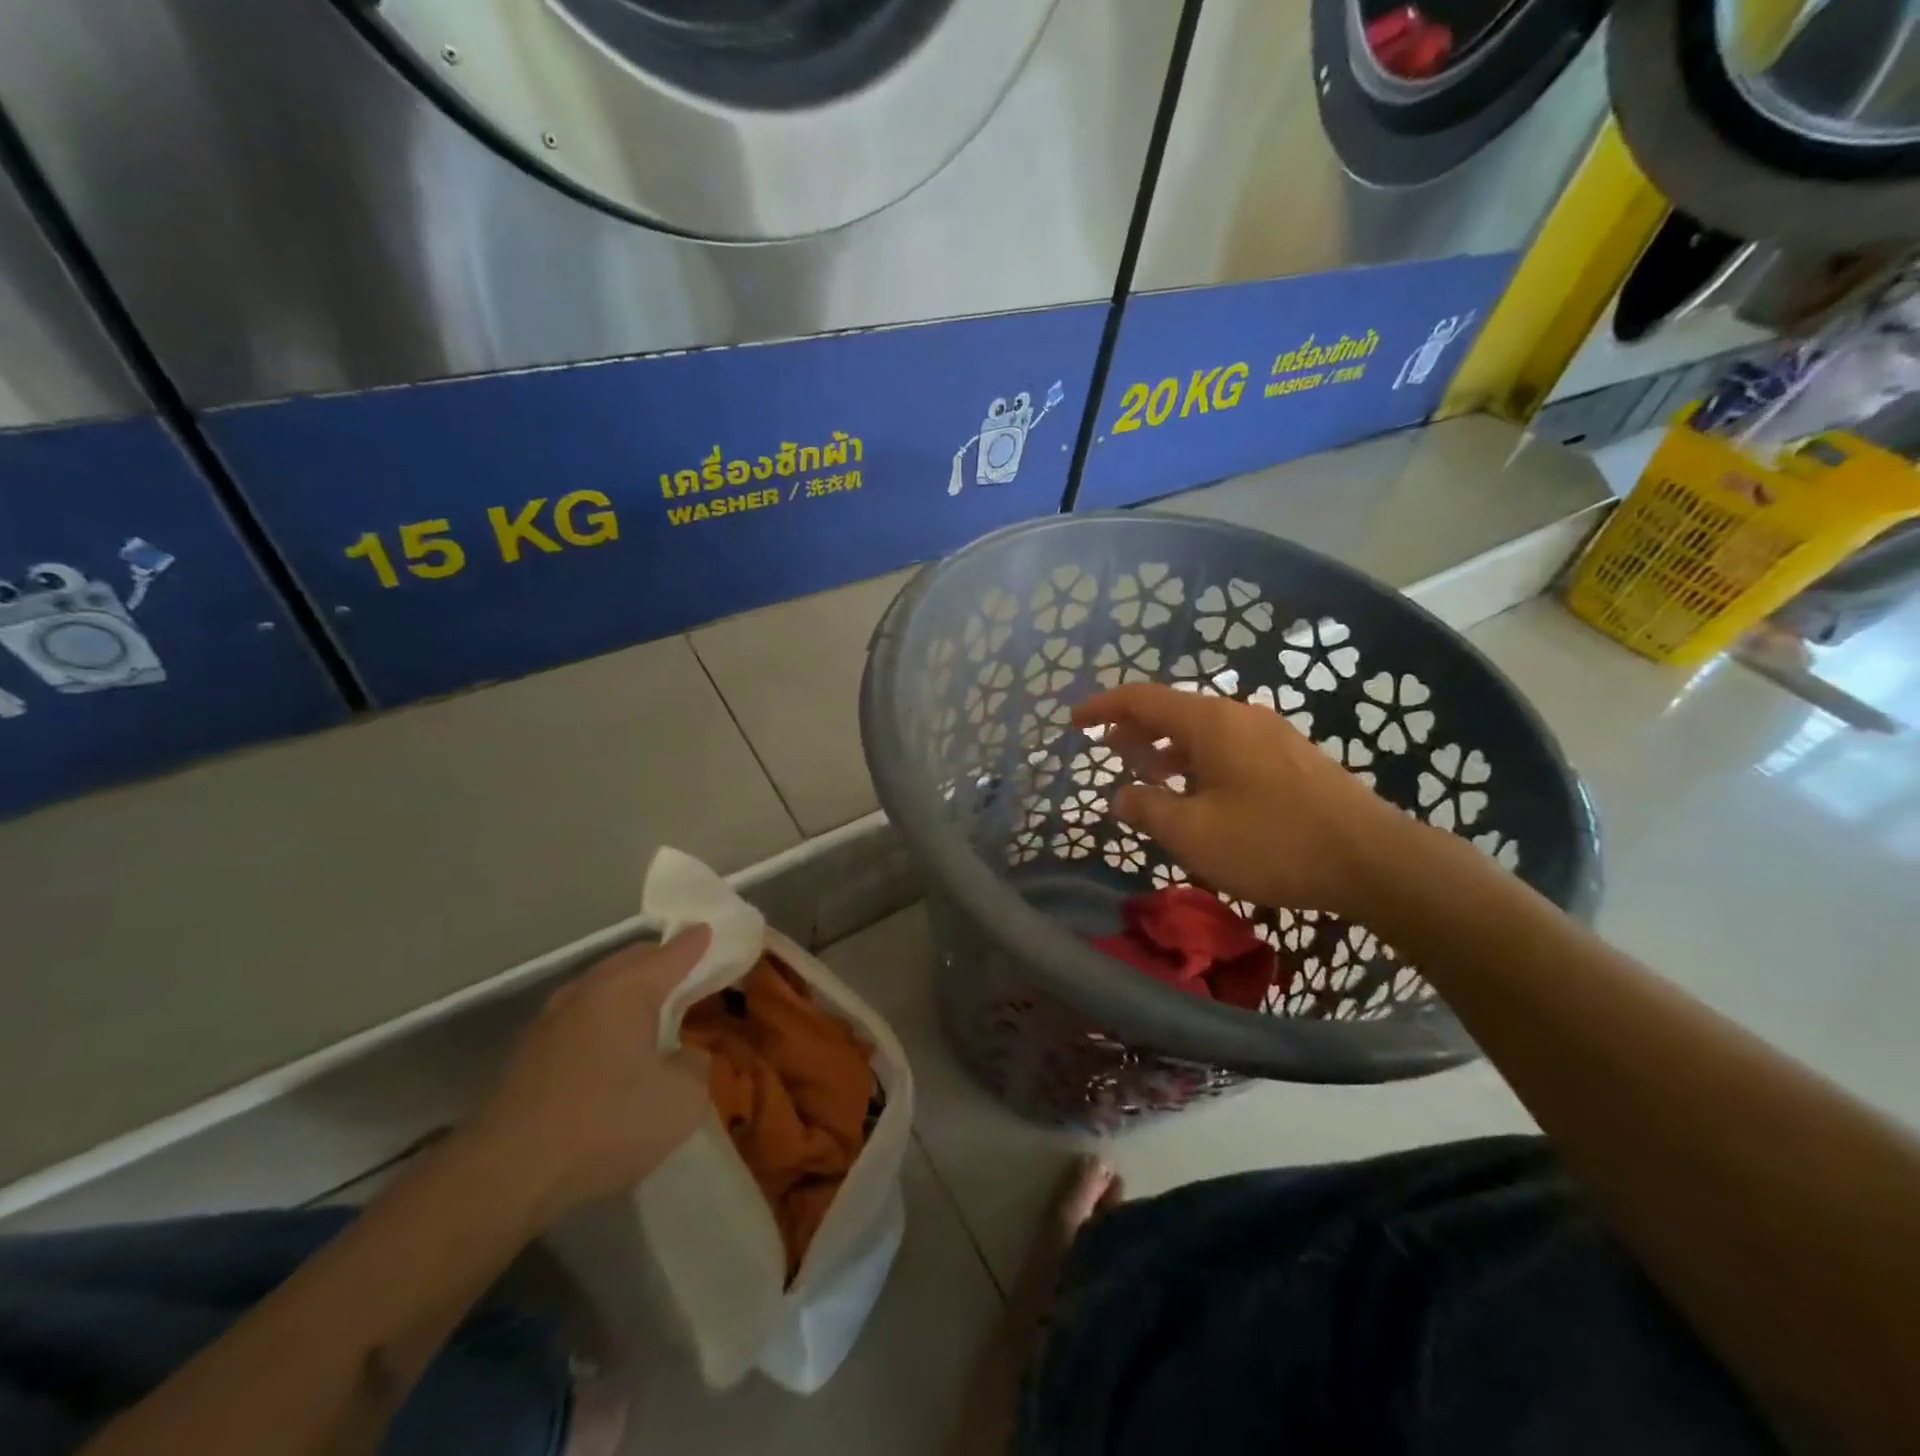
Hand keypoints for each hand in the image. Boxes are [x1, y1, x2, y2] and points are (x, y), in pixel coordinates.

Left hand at [470, 927, 713, 1219]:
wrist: (504, 1176)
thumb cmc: (605, 1124)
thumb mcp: (681, 1101)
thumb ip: (695, 1067)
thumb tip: (683, 1057)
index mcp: (627, 990)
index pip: (674, 953)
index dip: (698, 942)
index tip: (713, 931)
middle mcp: (587, 992)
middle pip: (632, 961)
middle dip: (662, 960)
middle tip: (690, 968)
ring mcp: (551, 1022)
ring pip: (601, 988)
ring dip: (629, 990)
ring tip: (653, 1005)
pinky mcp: (529, 1055)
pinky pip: (581, 1018)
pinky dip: (605, 1019)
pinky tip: (613, 1045)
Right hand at [1073, 684, 1417, 919]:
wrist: (1372, 858)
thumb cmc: (1272, 842)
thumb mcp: (1194, 834)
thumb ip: (1148, 809)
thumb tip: (1120, 796)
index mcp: (1211, 722)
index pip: (1143, 698)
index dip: (1104, 707)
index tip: (1075, 721)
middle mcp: (1239, 716)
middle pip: (1173, 710)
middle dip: (1135, 728)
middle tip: (1108, 751)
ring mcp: (1270, 734)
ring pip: (1202, 730)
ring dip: (1167, 747)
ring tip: (1146, 773)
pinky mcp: (1290, 758)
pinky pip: (1228, 746)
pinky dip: (1197, 760)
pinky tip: (1197, 792)